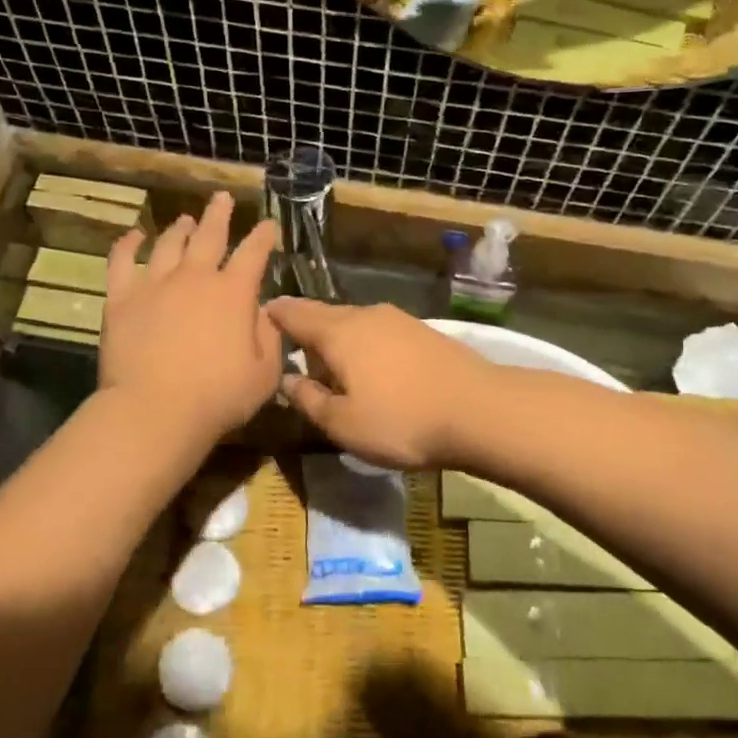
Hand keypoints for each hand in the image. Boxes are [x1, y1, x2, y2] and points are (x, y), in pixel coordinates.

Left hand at [102, 192, 281, 440]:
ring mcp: (155, 284)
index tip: (269, 225)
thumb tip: (264, 312)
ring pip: (169, 244)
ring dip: (179, 228)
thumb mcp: (265, 373)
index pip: (254, 253)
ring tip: (185, 218)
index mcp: (234, 293)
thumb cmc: (218, 396)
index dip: (264, 237)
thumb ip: (269, 337)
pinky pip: (122, 261)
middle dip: (219, 214)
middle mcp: (195, 277)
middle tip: (223, 197)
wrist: (154, 410)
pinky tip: (133, 235)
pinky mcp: (122, 298)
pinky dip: (128, 244)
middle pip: (210, 235)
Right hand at [265, 300, 502, 469]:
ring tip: (335, 374)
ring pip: (354, 325)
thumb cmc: (401, 420)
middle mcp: (365, 314)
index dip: (272, 317)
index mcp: (338, 331)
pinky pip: (379, 333)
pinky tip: (374, 373)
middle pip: (325, 316)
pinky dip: (366, 347)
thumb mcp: (343, 424)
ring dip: (339, 343)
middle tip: (296, 362)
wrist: (479, 411)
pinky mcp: (423, 332)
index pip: (293, 313)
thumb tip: (288, 379)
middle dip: (307, 335)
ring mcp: (398, 319)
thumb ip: (309, 399)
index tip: (257, 323)